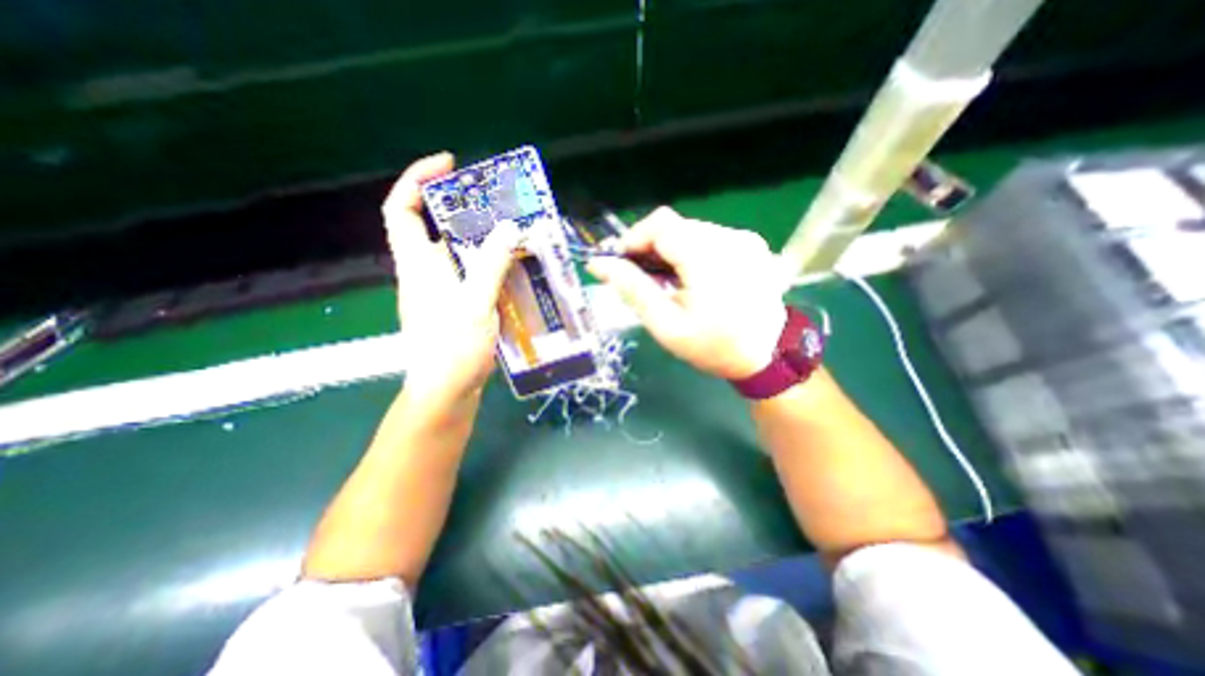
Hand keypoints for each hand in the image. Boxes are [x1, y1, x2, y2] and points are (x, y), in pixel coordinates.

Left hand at [383, 153, 518, 406]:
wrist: (446, 392)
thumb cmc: (453, 349)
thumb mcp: (475, 303)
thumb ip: (490, 264)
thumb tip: (508, 227)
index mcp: (418, 265)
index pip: (401, 210)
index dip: (416, 180)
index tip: (449, 166)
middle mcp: (424, 273)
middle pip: (433, 228)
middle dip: (461, 209)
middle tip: (497, 203)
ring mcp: (440, 291)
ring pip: (456, 253)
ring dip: (481, 239)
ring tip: (512, 232)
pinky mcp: (455, 306)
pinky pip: (470, 274)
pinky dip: (489, 265)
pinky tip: (513, 268)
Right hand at [592, 205, 796, 379]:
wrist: (766, 356)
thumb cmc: (712, 346)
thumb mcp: (666, 325)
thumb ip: (632, 289)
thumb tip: (598, 264)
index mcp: (709, 259)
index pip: (661, 224)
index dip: (635, 238)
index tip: (624, 264)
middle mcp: (731, 239)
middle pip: (675, 225)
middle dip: (652, 247)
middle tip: (644, 278)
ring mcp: (745, 239)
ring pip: (691, 230)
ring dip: (672, 250)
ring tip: (669, 281)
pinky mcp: (752, 244)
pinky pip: (710, 237)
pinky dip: (692, 251)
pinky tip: (693, 277)